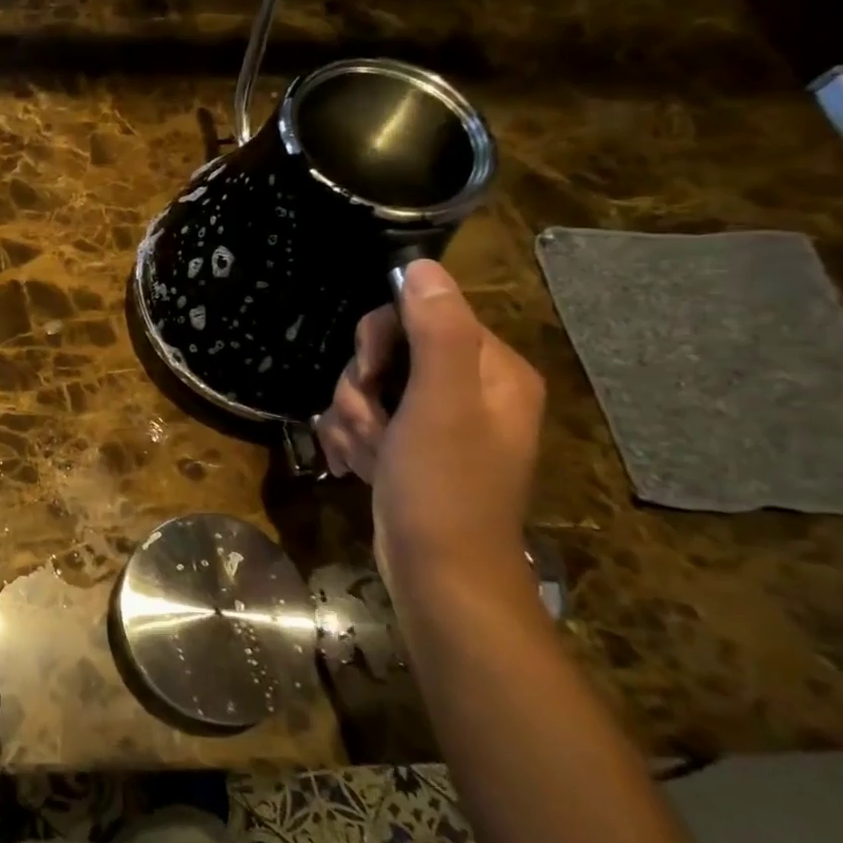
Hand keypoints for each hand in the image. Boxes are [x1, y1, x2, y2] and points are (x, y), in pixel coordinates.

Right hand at [315, 259, 544, 595]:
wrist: (439, 577)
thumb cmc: (444, 487)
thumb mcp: (440, 403)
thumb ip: (435, 330)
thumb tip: (421, 265)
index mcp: (491, 370)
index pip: (420, 314)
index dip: (380, 339)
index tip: (367, 374)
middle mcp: (469, 390)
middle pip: (387, 354)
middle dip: (360, 389)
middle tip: (369, 424)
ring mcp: (438, 422)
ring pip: (368, 389)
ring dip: (352, 419)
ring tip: (366, 456)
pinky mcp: (411, 449)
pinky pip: (366, 421)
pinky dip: (352, 440)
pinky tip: (356, 467)